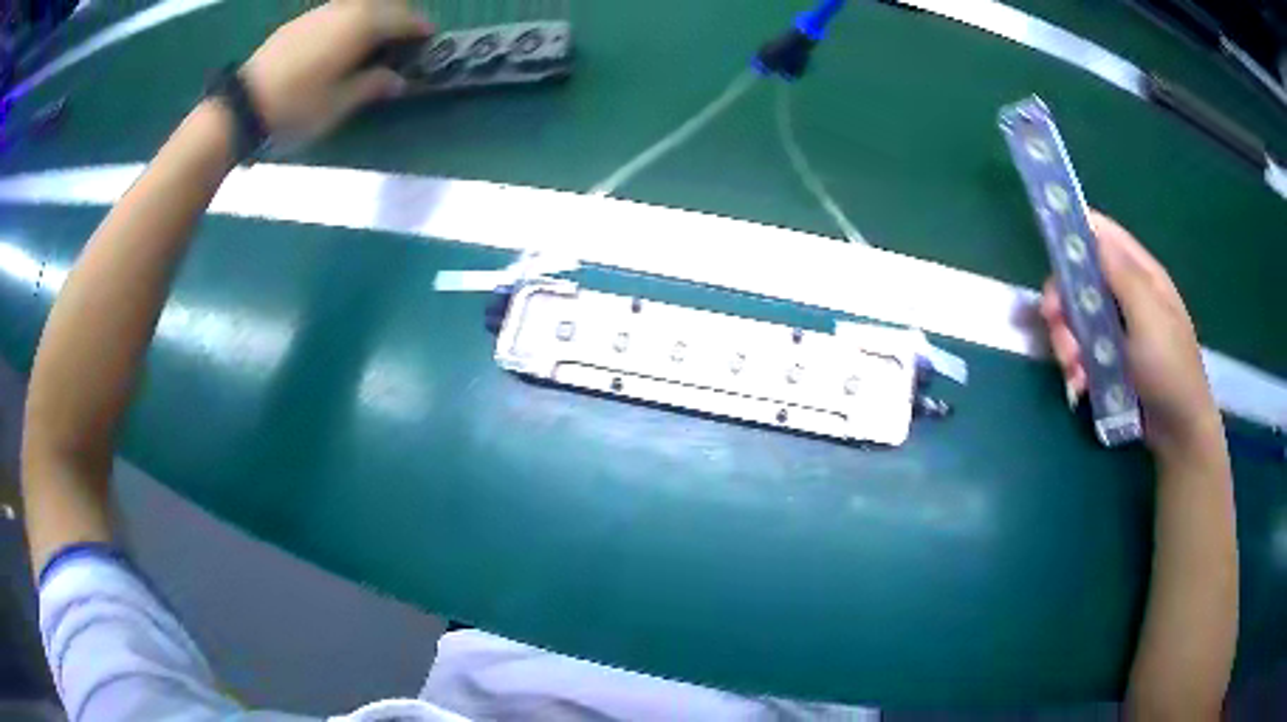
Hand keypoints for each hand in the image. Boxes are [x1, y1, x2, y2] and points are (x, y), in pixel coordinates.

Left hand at [241, 0, 432, 145]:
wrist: (241, 106)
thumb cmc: (296, 107)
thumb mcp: (339, 104)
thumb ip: (372, 86)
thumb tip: (397, 80)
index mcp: (362, 25)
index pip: (404, 18)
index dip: (420, 28)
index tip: (429, 39)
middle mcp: (345, 9)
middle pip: (384, 3)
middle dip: (398, 16)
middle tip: (402, 39)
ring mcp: (320, 12)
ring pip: (358, 5)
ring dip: (372, 17)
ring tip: (371, 42)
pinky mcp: (299, 22)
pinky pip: (336, 12)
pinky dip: (348, 21)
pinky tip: (339, 44)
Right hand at [1039, 212, 1221, 458]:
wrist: (1179, 432)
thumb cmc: (1170, 369)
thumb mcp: (1150, 319)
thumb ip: (1123, 276)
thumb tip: (1093, 231)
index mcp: (1140, 274)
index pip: (1101, 234)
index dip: (1074, 235)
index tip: (1050, 252)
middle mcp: (1126, 294)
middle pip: (1080, 278)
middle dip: (1063, 302)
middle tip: (1054, 325)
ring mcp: (1116, 328)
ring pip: (1075, 318)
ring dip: (1066, 342)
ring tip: (1073, 371)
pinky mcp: (1109, 358)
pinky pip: (1081, 351)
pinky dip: (1074, 366)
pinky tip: (1079, 385)